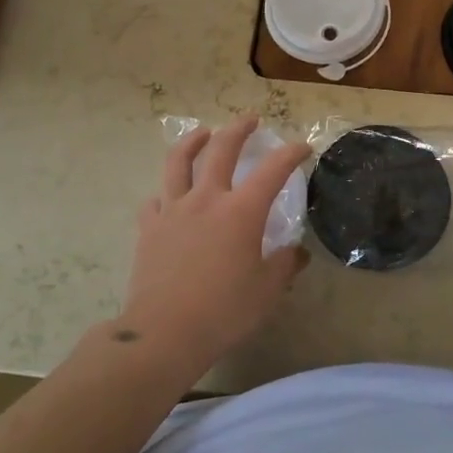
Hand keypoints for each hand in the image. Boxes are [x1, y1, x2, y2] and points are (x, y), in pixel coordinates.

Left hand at [121, 116, 311, 375]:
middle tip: (250, 119)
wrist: (165, 333)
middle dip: (238, 129)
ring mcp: (173, 211)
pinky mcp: (149, 228)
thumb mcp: (268, 290)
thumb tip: (297, 253)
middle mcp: (207, 200)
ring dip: (192, 142)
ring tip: (202, 133)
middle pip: (221, 149)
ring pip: (179, 162)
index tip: (303, 147)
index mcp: (241, 211)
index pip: (273, 170)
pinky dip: (164, 193)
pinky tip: (168, 197)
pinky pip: (155, 201)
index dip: (291, 153)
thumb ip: (285, 265)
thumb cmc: (224, 311)